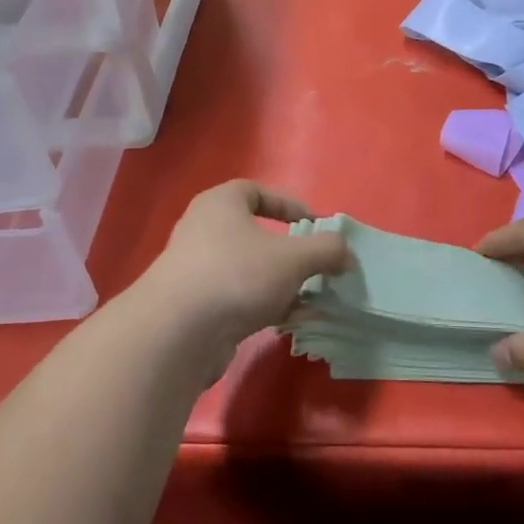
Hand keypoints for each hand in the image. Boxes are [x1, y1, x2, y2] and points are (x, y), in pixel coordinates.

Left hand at [134, 181, 350, 351]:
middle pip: (253, 233)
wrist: (178, 332)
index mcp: (220, 204)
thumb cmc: (237, 275)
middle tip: (314, 265)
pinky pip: (239, 299)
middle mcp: (203, 230)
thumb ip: (326, 250)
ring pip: (248, 270)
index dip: (288, 204)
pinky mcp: (195, 307)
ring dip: (280, 283)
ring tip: (310, 298)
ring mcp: (196, 270)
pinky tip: (291, 322)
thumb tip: (345, 254)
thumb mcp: (293, 258)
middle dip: (287, 251)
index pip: (255, 191)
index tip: (314, 224)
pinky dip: (265, 306)